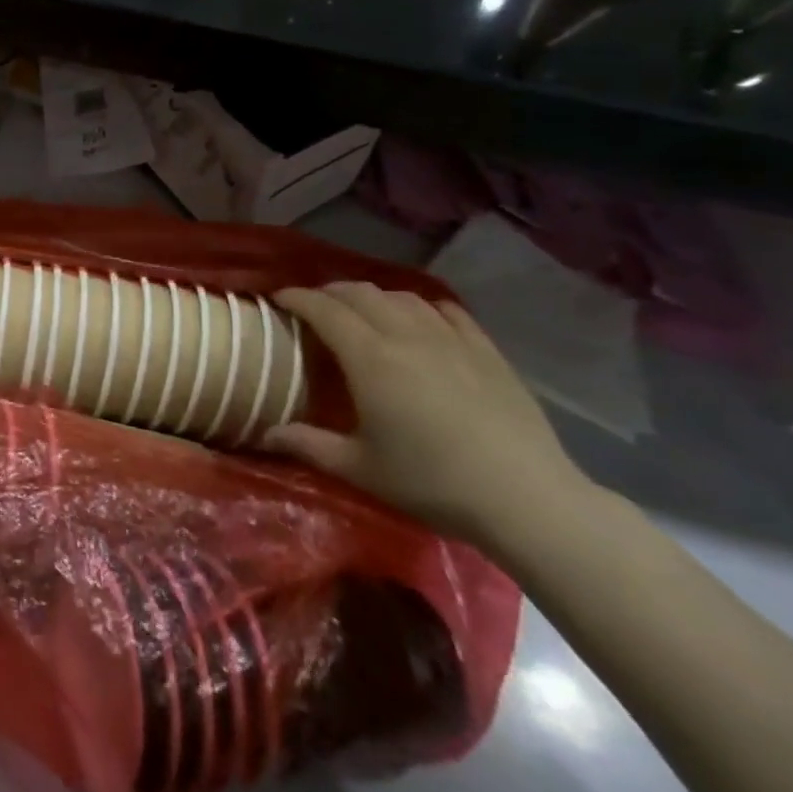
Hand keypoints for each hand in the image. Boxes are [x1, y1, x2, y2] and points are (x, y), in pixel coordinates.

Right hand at [264, 283, 591, 545]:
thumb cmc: (433, 483)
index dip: (296, 298)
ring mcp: (451, 340)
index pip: (324, 310)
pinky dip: (422, 307)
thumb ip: (309, 445)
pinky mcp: (487, 351)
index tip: (278, 299)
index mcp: (370, 359)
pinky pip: (447, 311)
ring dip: (372, 297)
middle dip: (329, 292)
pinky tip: (420, 320)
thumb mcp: (361, 469)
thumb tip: (265, 435)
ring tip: (362, 312)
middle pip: (360, 293)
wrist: (527, 499)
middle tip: (313, 306)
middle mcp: (406, 336)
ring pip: (402, 297)